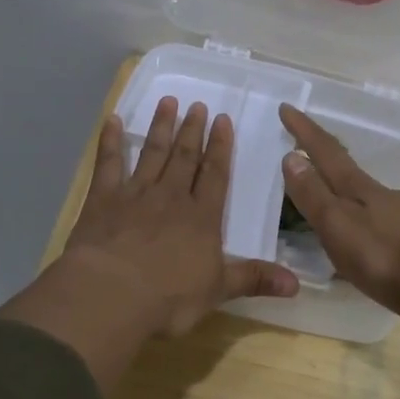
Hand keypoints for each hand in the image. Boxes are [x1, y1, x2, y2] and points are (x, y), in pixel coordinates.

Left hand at [63, 97, 298, 337]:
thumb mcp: (218, 291)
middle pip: (185, 158)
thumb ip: (255, 279)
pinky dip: (109, 141)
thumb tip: (297, 284)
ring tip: (168, 102)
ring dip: (161, 128)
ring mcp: (135, 194)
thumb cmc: (169, 296)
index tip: (222, 120)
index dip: (221, 148)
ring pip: (152, 154)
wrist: (112, 292)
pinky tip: (111, 121)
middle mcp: (171, 197)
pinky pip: (108, 164)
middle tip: (197, 105)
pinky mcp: (103, 199)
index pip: (215, 175)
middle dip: (193, 131)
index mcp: (201, 218)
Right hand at [278, 104, 399, 321]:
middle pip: (345, 169)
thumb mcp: (337, 224)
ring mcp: (399, 216)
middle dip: (322, 156)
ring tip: (323, 195)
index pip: (325, 152)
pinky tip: (356, 233)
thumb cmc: (382, 255)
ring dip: (339, 188)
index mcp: (358, 187)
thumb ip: (313, 194)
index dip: (304, 130)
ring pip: (362, 194)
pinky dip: (356, 217)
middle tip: (301, 148)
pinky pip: (374, 219)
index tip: (286, 107)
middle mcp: (380, 194)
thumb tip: (292, 156)